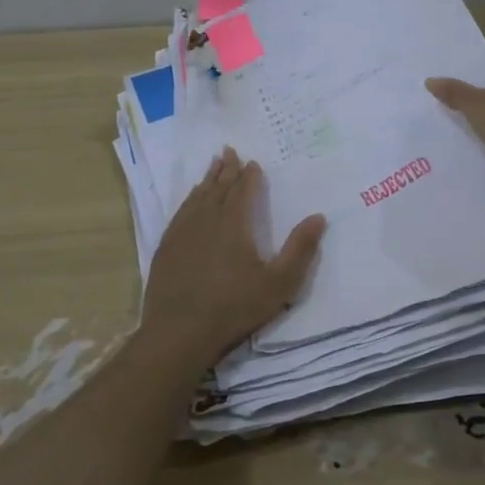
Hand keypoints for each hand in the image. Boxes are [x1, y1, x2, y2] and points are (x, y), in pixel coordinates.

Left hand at [139, 148, 325, 367]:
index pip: (243, 191)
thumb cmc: (234, 308)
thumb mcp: (279, 283)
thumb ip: (300, 249)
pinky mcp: (166, 248)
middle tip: (228, 151)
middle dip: (226, 170)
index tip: (253, 163)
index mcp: (234, 223)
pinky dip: (188, 201)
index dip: (249, 176)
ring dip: (206, 180)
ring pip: (196, 197)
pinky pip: (180, 214)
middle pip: (217, 188)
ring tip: (212, 167)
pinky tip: (190, 202)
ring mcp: (182, 233)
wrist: (179, 333)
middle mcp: (206, 219)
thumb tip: (318, 216)